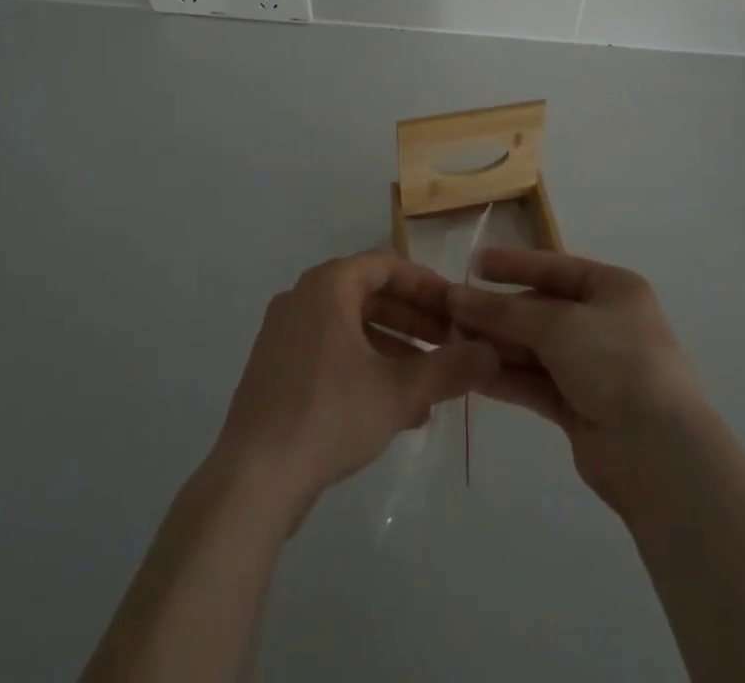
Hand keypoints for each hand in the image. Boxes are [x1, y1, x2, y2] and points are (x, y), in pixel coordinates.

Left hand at [210, 251, 497, 524]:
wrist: (252, 480)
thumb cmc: (330, 414)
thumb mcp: (400, 391)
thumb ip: (449, 368)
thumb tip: (492, 354)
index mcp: (328, 285)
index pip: (387, 265)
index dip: (426, 285)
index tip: (456, 308)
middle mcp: (302, 298)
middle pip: (369, 296)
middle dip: (414, 321)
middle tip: (449, 345)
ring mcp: (284, 334)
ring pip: (351, 328)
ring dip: (393, 349)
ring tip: (429, 385)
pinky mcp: (275, 370)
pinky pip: (330, 352)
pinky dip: (364, 367)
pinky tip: (394, 408)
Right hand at [447, 250, 707, 510]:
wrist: (658, 453)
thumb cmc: (614, 362)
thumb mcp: (557, 325)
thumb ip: (503, 311)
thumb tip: (455, 296)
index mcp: (613, 289)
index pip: (554, 267)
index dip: (513, 265)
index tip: (473, 264)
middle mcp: (604, 323)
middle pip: (540, 310)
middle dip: (498, 312)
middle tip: (451, 312)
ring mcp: (592, 367)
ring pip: (535, 348)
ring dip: (496, 344)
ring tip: (450, 342)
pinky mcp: (580, 407)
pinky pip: (535, 382)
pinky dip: (506, 377)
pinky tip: (470, 373)